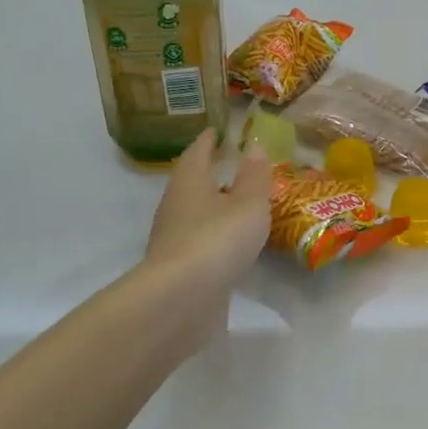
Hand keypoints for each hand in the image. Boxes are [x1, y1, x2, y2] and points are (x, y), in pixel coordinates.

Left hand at [142, 130, 271, 337]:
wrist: (182, 298)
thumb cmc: (218, 239)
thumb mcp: (248, 203)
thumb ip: (254, 176)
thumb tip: (253, 146)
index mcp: (189, 181)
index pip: (197, 152)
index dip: (209, 140)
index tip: (218, 131)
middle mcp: (175, 205)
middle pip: (191, 182)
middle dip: (209, 173)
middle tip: (231, 166)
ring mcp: (173, 238)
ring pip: (194, 213)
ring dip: (213, 206)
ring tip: (238, 205)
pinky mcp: (178, 267)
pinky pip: (199, 241)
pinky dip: (214, 235)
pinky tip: (230, 243)